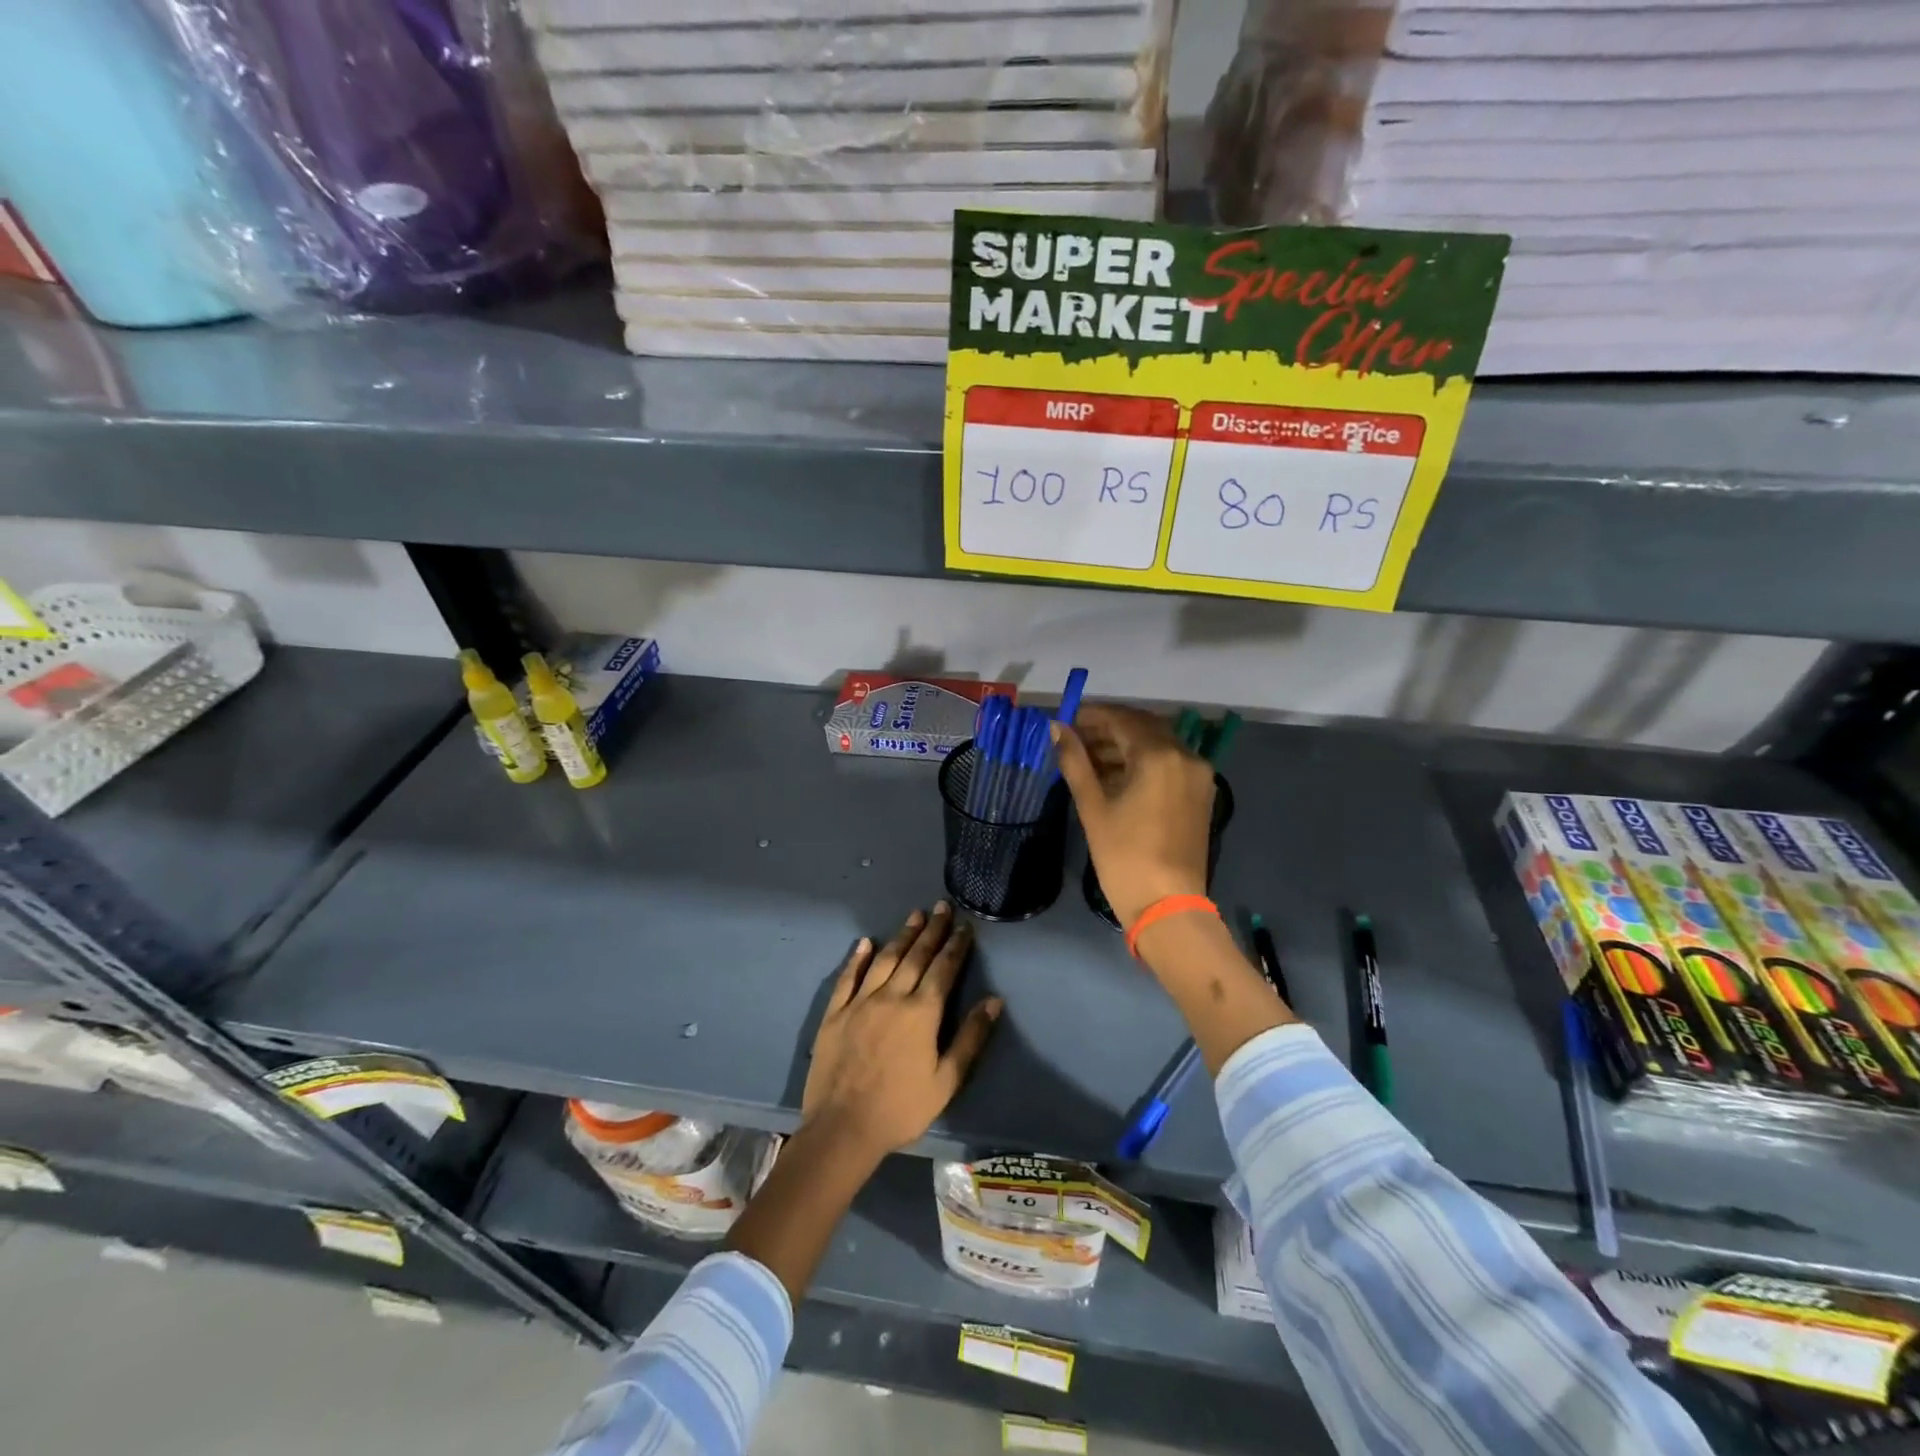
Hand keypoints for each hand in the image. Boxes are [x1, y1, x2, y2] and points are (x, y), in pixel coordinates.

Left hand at [801, 903, 1001, 1159]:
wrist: (842, 1128)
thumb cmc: (901, 1109)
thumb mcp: (946, 1081)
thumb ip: (970, 1038)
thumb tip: (994, 1001)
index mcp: (922, 1012)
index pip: (944, 969)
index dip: (956, 946)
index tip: (964, 925)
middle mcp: (892, 997)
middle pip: (916, 956)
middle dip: (932, 930)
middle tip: (942, 907)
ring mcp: (860, 1002)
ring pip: (884, 959)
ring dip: (902, 936)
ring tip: (914, 916)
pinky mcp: (835, 1013)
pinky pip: (847, 977)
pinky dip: (857, 958)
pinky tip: (864, 942)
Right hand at [1052, 705, 1215, 927]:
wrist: (1167, 906)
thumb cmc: (1124, 856)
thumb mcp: (1093, 806)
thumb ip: (1075, 761)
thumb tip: (1057, 729)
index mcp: (1159, 756)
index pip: (1122, 720)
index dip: (1092, 716)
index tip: (1066, 721)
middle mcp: (1186, 756)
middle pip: (1144, 727)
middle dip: (1109, 728)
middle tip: (1077, 738)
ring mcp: (1198, 776)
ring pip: (1158, 745)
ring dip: (1126, 745)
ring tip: (1091, 759)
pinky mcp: (1201, 795)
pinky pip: (1170, 763)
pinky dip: (1144, 761)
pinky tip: (1118, 775)